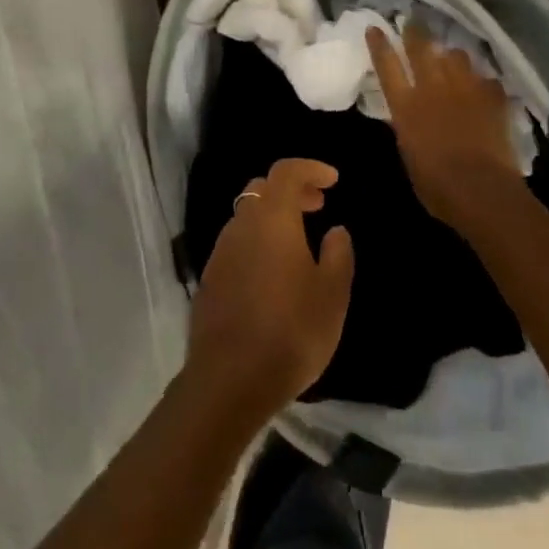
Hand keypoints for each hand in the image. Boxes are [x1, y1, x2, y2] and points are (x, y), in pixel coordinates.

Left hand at [185, 159, 354, 422]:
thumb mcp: (332, 295)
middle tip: (318, 206)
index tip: (333, 180)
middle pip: (262, 189)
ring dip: (272, 217)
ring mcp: (220, 252)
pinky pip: (236, 244)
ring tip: (299, 242)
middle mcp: (241, 225)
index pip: (286, 171)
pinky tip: (273, 273)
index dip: (310, 168)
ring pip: (246, 216)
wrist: (229, 380)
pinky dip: (257, 242)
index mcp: (272, 218)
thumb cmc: (291, 331)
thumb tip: (335, 231)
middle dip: (291, 190)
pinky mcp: (210, 279)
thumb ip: (338, 254)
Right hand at [367, 22, 525, 236]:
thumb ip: (406, 129)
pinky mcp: (492, 97)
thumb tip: (405, 117)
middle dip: (415, 32)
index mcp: (406, 106)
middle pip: (421, 49)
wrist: (482, 190)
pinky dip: (482, 82)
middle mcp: (433, 89)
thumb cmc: (436, 186)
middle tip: (413, 20)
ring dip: (452, 56)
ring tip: (452, 57)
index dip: (379, 45)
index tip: (375, 28)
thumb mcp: (409, 155)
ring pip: (456, 56)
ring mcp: (465, 89)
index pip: (387, 66)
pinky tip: (484, 89)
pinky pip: (486, 80)